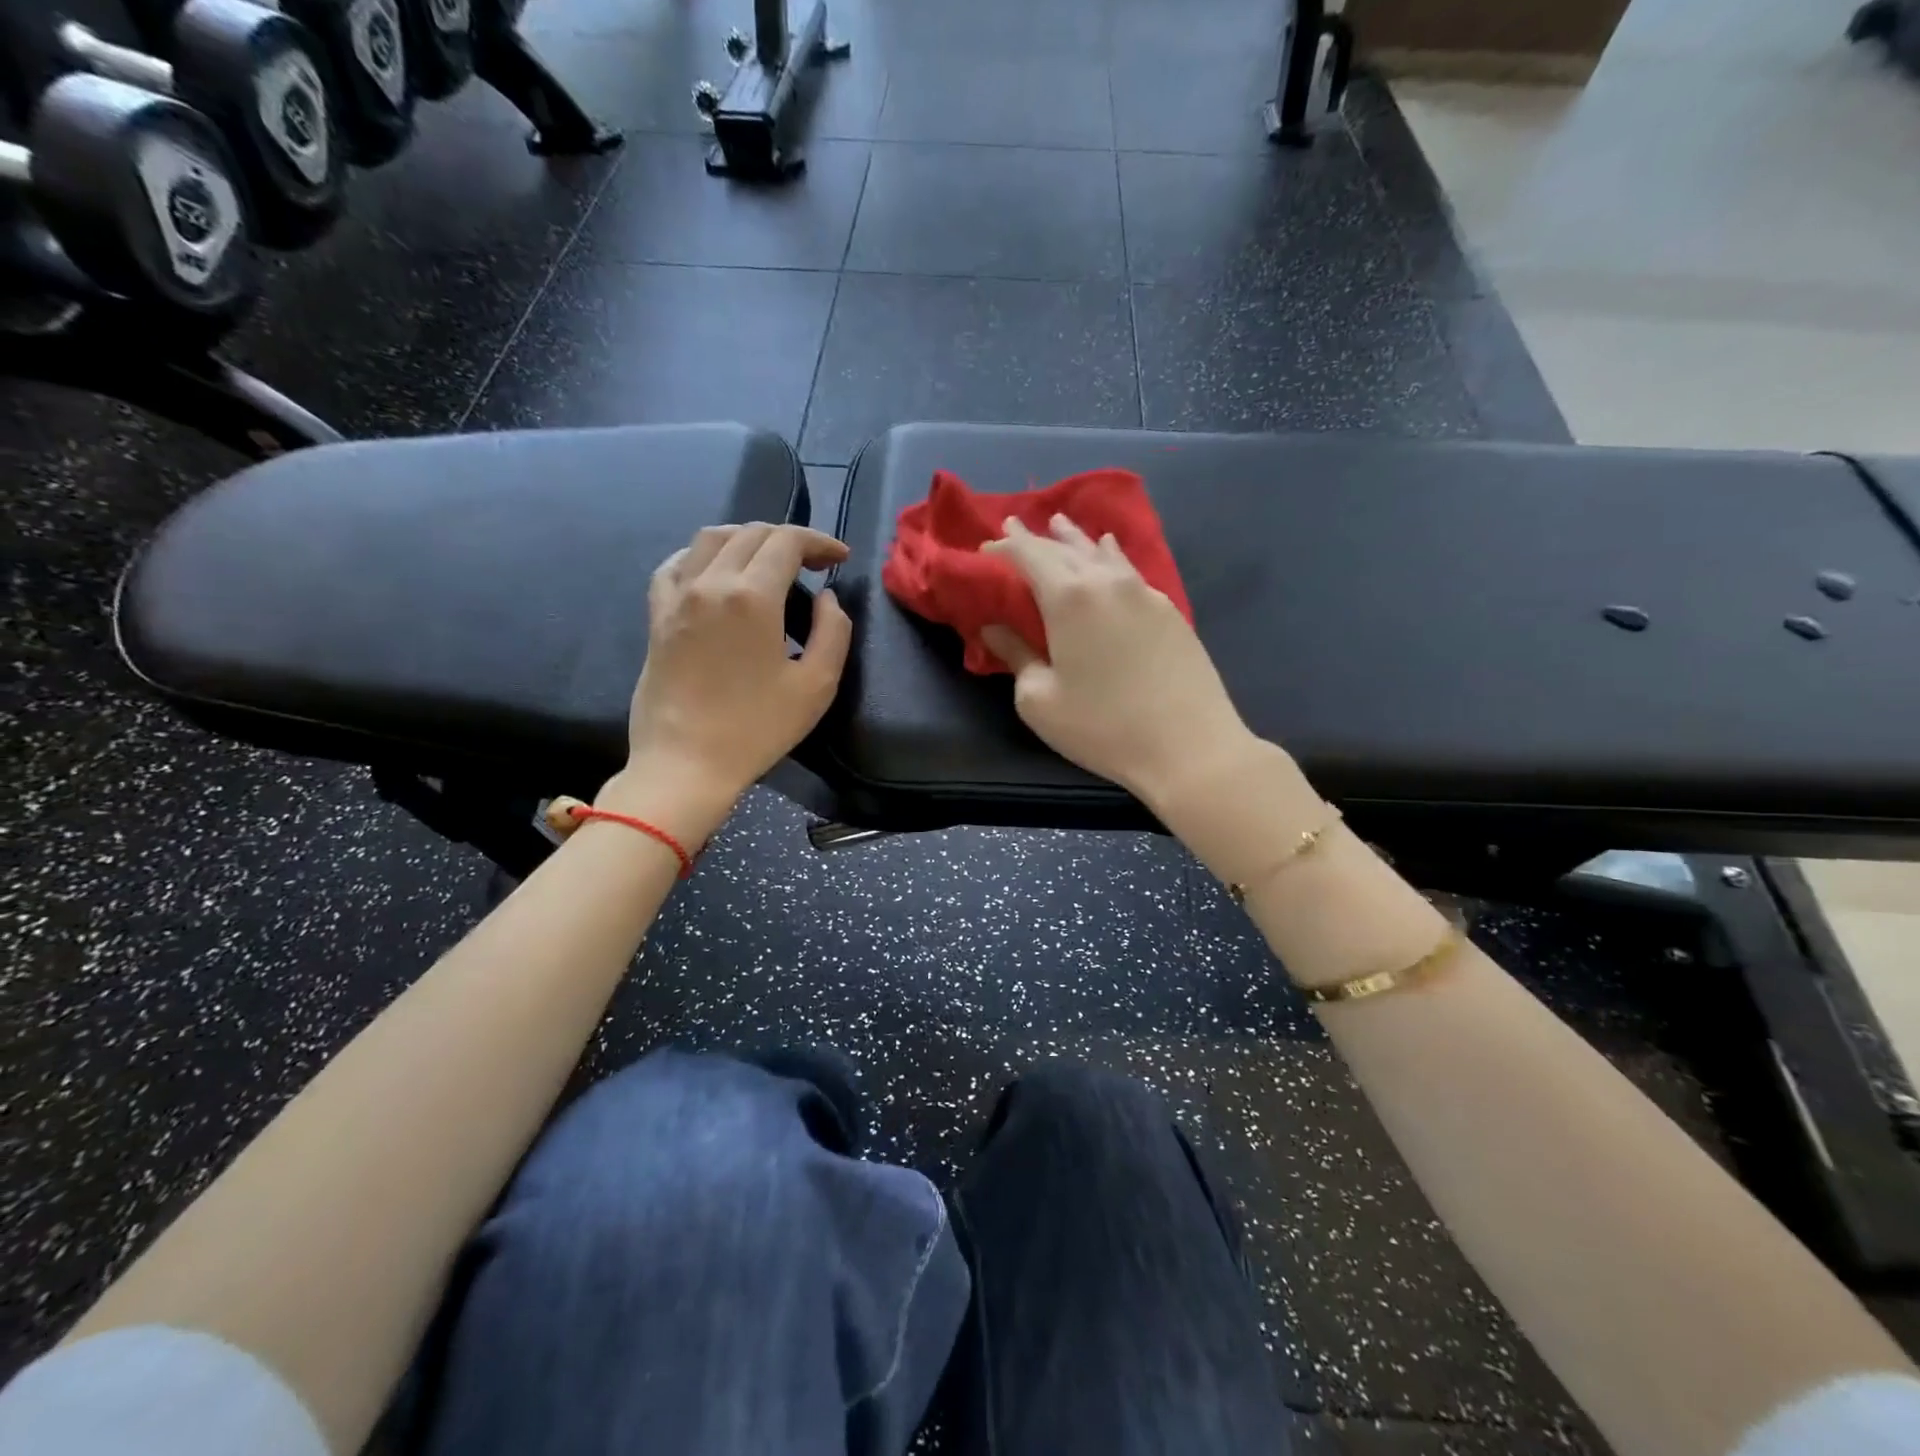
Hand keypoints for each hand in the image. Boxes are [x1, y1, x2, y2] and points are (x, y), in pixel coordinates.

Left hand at [606, 523, 851, 824]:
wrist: (686, 764)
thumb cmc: (756, 728)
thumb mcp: (816, 685)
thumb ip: (833, 632)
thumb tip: (827, 598)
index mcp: (752, 596)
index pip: (786, 541)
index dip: (818, 542)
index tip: (839, 558)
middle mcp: (710, 582)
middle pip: (750, 534)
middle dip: (788, 539)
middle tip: (813, 563)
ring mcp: (677, 597)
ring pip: (710, 539)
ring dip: (746, 538)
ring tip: (768, 560)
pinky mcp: (657, 616)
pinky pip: (675, 565)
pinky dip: (701, 555)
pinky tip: (715, 570)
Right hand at [981, 515, 1257, 806]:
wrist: (1189, 746)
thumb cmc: (1102, 727)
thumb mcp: (1040, 699)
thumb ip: (1015, 655)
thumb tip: (994, 628)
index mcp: (1069, 597)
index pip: (1029, 555)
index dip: (1004, 546)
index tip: (985, 547)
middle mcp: (1107, 582)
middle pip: (1065, 547)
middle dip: (1036, 536)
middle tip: (1014, 524)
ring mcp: (1144, 592)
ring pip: (1102, 552)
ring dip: (1076, 538)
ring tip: (1060, 524)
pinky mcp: (1169, 610)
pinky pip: (1129, 568)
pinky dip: (1110, 556)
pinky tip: (1110, 552)